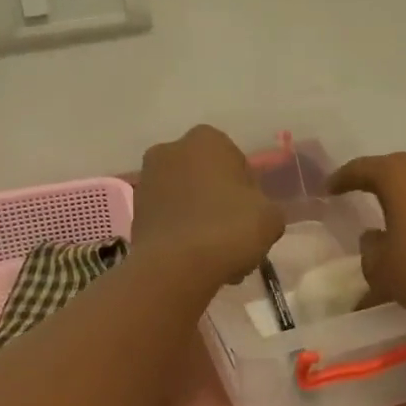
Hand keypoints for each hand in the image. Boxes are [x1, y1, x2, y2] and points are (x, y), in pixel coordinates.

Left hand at [133, 126, 284, 285]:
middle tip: (235, 236)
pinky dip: (182, 234)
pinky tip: (196, 260)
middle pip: (207, 179)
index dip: (248, 192)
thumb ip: (265, 207)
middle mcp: (170, 150)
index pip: (237, 162)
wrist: (175, 267)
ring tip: (216, 255)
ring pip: (187, 201)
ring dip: (201, 220)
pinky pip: (169, 220)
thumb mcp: (270, 217)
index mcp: (206, 139)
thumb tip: (254, 213)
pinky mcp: (135, 213)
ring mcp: (147, 181)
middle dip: (220, 203)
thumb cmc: (229, 229)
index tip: (252, 217)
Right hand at [328, 149, 405, 324]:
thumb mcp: (382, 269)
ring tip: (396, 212)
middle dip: (378, 182)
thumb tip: (374, 238)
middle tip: (361, 196)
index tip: (329, 190)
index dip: (342, 179)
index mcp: (399, 173)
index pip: (361, 168)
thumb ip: (370, 250)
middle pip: (396, 168)